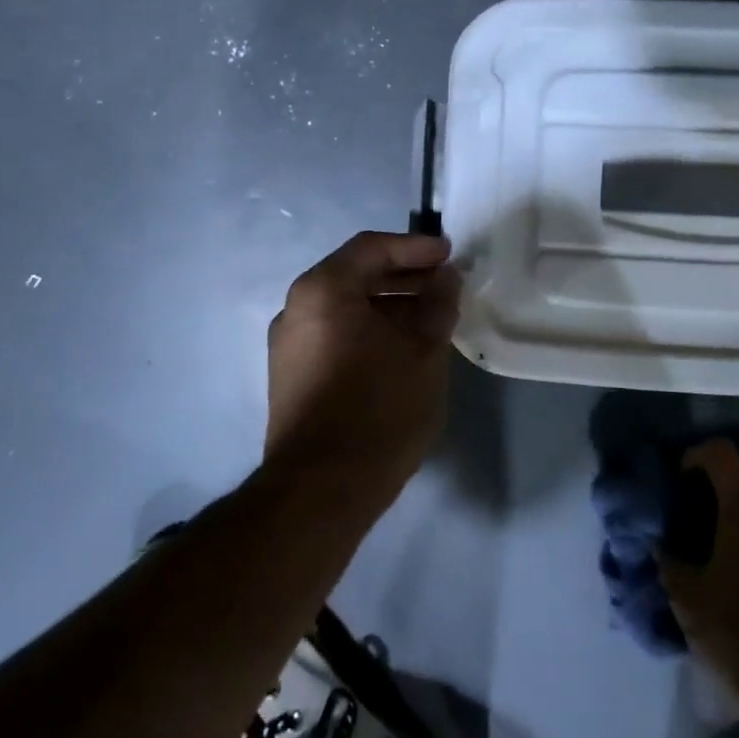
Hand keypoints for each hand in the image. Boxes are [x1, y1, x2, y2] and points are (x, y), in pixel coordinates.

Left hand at [264, 231, 460, 505]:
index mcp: (322, 291)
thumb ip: (437, 304)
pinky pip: (334, 335)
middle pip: (355, 275)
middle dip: (403, 277)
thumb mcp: (423, 351)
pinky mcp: (291, 376)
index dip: (415, 248)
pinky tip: (401, 349)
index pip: (371, 248)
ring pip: (345, 308)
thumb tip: (445, 277)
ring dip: (388, 306)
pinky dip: (368, 330)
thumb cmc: (378, 409)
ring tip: (430, 319)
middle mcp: (296, 309)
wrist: (321, 490)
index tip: (450, 255)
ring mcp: (288, 345)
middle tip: (445, 286)